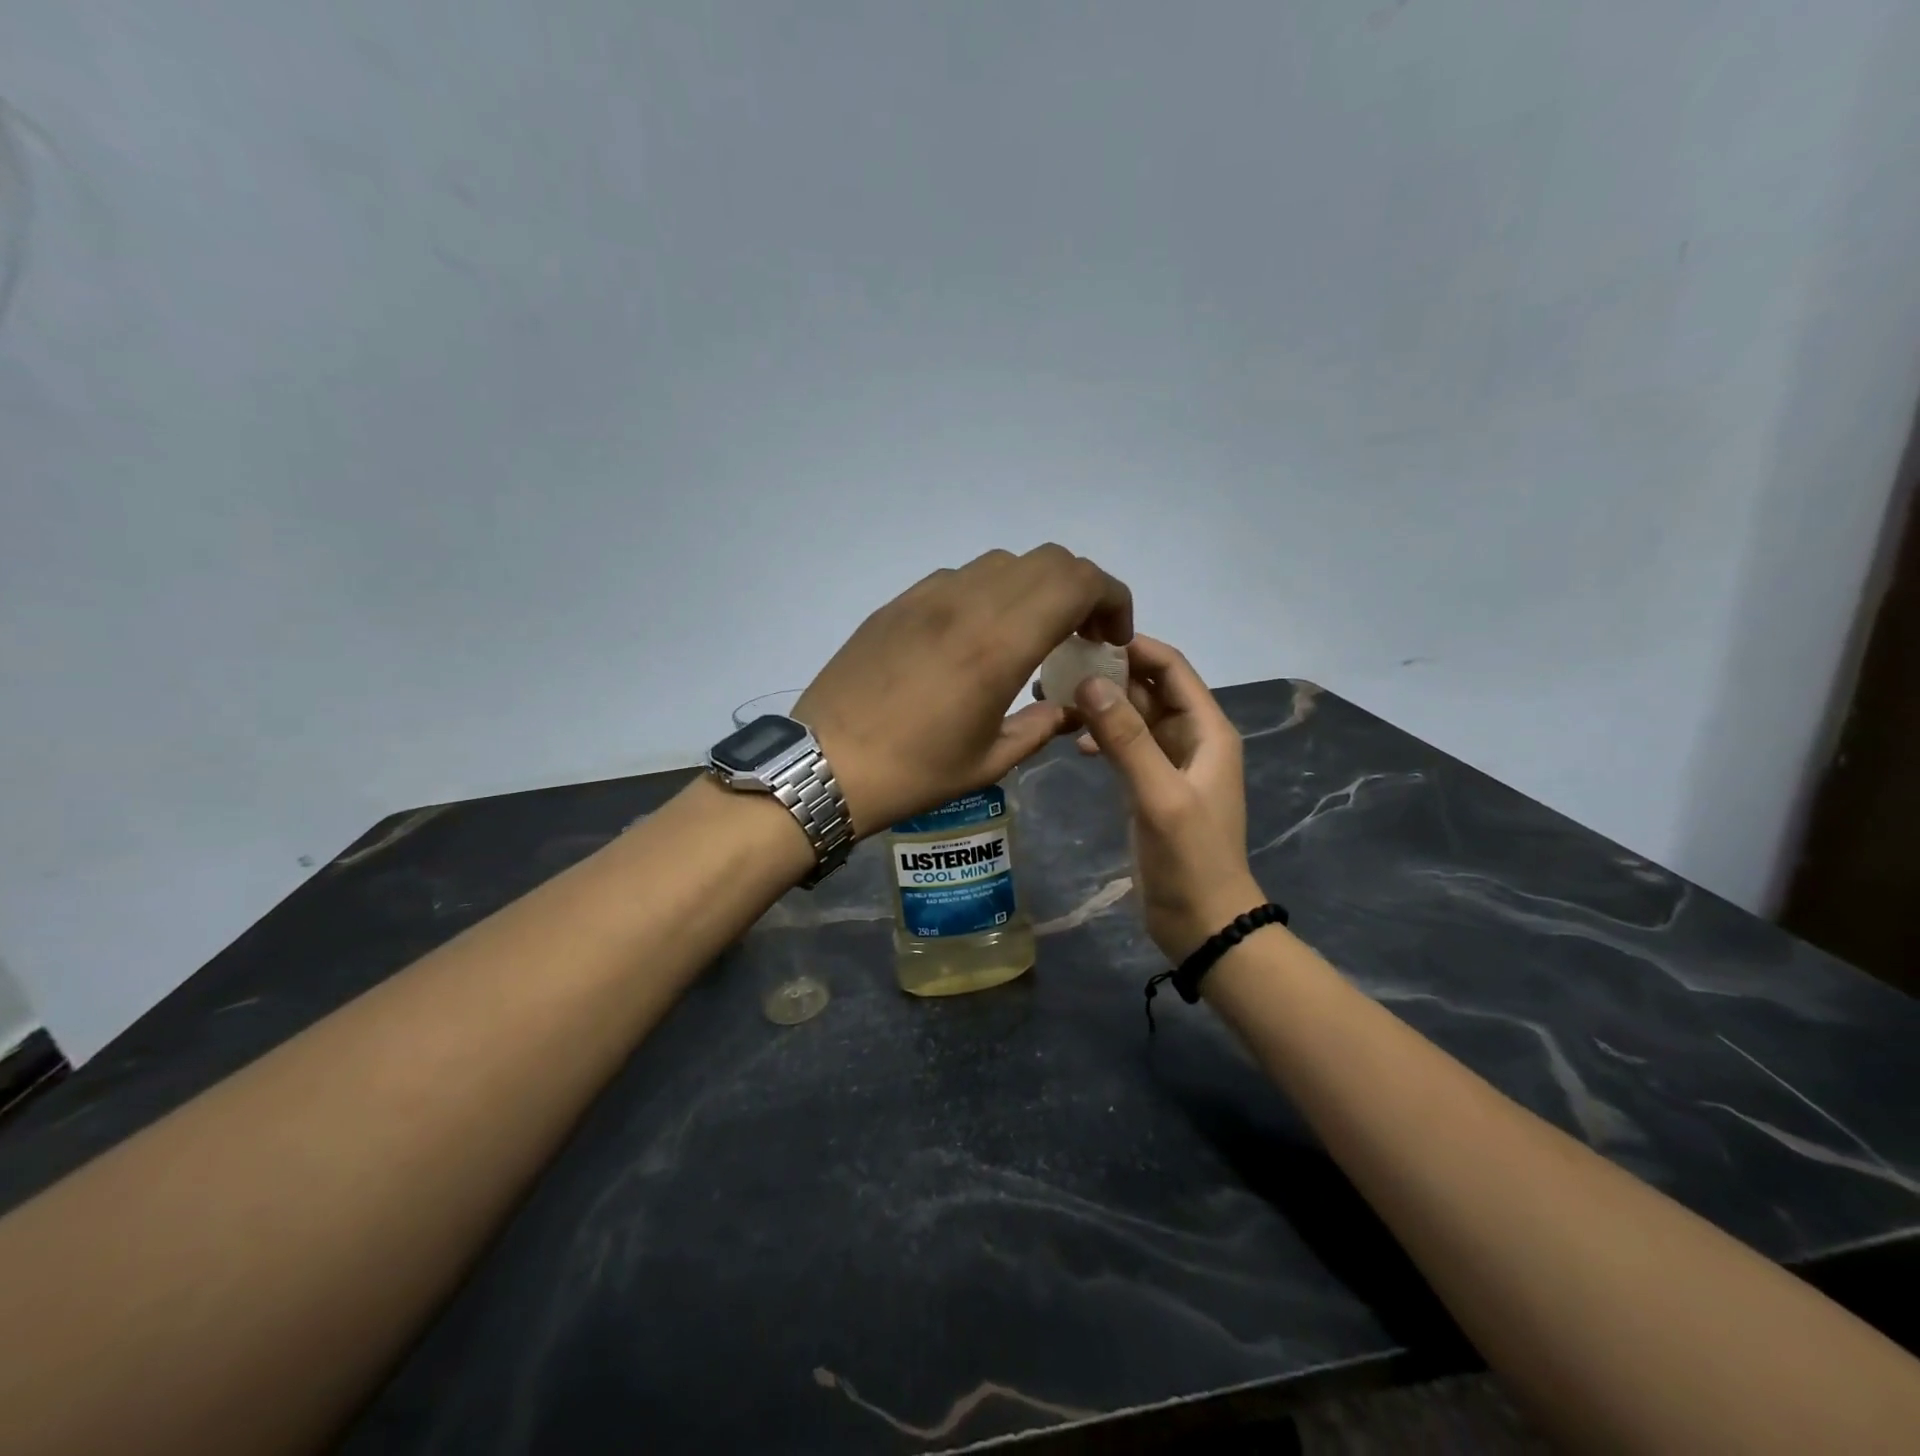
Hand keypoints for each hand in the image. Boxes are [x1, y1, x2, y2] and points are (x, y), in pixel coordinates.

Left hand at [796, 546, 1131, 836]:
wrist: (823, 765)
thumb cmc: (912, 773)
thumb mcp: (990, 762)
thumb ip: (1041, 726)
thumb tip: (1070, 709)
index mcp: (998, 644)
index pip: (1078, 582)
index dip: (1112, 599)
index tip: (1110, 638)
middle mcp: (967, 604)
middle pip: (1048, 560)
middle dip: (1081, 590)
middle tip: (1078, 636)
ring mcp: (927, 597)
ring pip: (1003, 564)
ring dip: (1034, 589)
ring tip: (1029, 635)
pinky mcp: (898, 603)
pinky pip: (959, 578)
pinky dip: (989, 594)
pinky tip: (975, 637)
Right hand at [1072, 636, 1263, 960]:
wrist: (1202, 921)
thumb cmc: (1189, 858)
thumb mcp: (1160, 795)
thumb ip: (1127, 739)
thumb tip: (1090, 682)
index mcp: (1207, 730)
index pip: (1171, 668)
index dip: (1134, 647)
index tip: (1084, 638)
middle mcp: (1191, 737)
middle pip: (1149, 689)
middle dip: (1108, 675)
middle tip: (1055, 670)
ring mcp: (1170, 762)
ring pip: (1133, 717)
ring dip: (1101, 706)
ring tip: (1055, 701)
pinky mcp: (1150, 785)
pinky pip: (1125, 746)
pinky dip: (1102, 738)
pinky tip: (1075, 744)